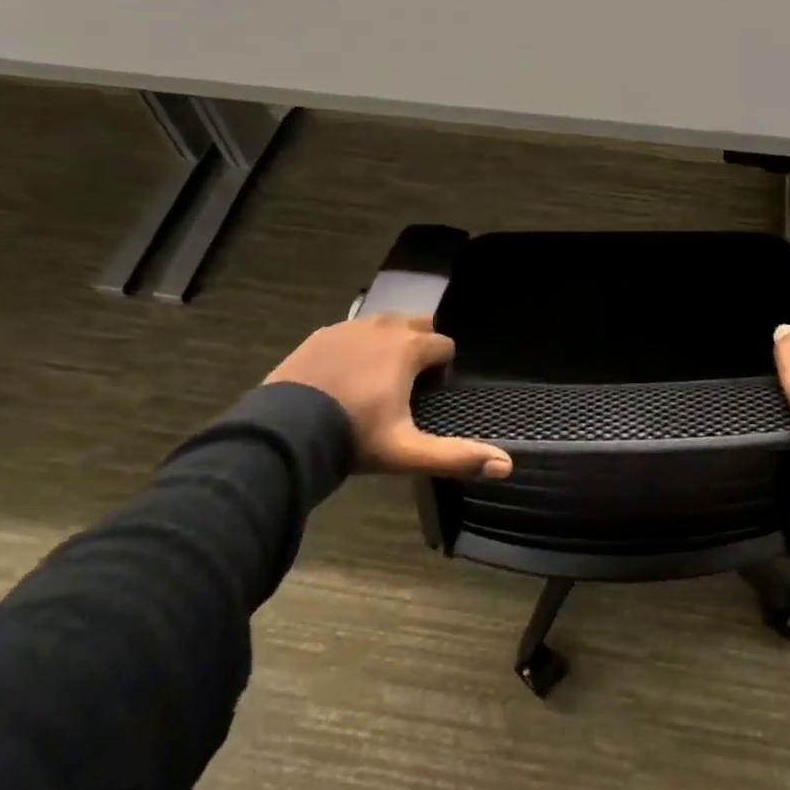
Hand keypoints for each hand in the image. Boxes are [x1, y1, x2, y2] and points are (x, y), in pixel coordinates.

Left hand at [265, 314, 511, 478]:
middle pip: (418, 324)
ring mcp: (349, 328)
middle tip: (407, 385)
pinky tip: (345, 376)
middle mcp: (383, 328)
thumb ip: (456, 456)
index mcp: (409, 349)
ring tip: (377, 380)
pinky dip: (358, 346)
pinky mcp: (321, 335)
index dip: (443, 370)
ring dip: (390, 343)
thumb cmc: (354, 437)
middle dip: (421, 347)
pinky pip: (352, 331)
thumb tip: (507, 466)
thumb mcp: (407, 452)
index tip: (427, 398)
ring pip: (385, 324)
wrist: (283, 433)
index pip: (445, 346)